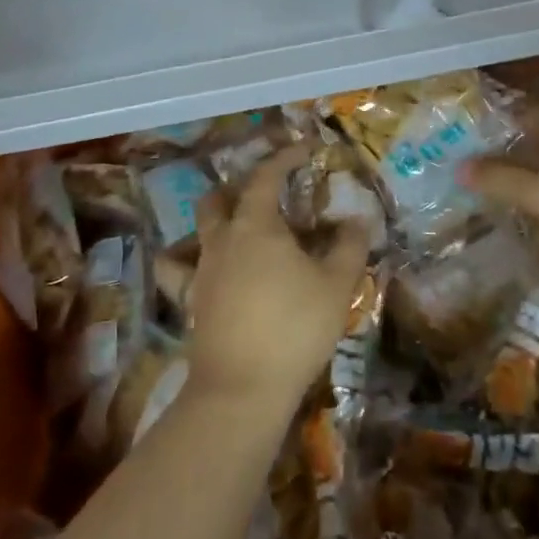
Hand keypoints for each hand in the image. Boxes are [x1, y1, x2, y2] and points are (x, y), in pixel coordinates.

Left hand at [185, 145, 370, 413]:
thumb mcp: (336, 286)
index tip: (304, 149)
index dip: (285, 157)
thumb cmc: (294, 328)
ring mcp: (200, 271)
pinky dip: (193, 261)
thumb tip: (356, 220)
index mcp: (255, 226)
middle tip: (267, 193)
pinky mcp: (191, 302)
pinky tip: (210, 271)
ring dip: (216, 220)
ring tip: (239, 228)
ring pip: (198, 231)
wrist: (241, 389)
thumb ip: (349, 247)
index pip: (266, 177)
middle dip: (240, 187)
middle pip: (218, 198)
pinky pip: (183, 271)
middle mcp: (221, 240)